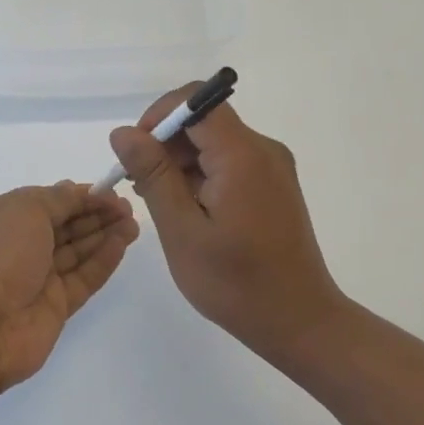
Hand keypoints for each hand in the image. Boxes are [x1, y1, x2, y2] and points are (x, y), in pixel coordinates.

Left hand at [0, 183, 138, 395]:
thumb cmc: (0, 256)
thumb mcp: (26, 210)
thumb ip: (58, 199)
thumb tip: (76, 190)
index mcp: (4, 218)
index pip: (48, 201)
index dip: (79, 195)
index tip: (110, 191)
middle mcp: (20, 246)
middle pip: (65, 225)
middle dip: (96, 214)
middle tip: (128, 208)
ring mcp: (38, 277)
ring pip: (77, 251)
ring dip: (104, 234)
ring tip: (134, 223)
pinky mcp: (56, 305)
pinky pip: (84, 277)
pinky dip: (103, 260)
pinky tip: (123, 244)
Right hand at [110, 87, 346, 365]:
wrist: (300, 323)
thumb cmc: (237, 283)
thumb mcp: (182, 230)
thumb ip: (153, 175)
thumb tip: (123, 132)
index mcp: (242, 155)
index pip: (196, 101)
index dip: (159, 116)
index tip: (136, 153)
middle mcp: (262, 149)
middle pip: (203, 119)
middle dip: (165, 142)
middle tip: (140, 185)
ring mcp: (271, 167)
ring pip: (213, 140)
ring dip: (180, 161)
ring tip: (160, 203)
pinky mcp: (272, 184)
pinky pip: (228, 160)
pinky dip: (201, 174)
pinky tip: (187, 210)